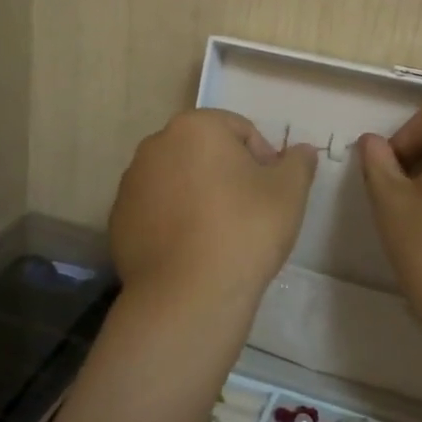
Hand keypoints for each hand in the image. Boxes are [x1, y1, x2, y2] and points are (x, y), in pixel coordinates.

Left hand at [108, 109, 318, 315]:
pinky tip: (191, 250)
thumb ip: (298, 163)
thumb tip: (302, 151)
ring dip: (198, 195)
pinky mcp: (118, 219)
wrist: (188, 295)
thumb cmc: (245, 230)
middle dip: (227, 174)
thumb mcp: (289, 192)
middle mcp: (155, 145)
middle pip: (204, 152)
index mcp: (195, 127)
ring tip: (219, 234)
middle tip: (249, 211)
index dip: (263, 159)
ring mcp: (131, 183)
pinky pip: (155, 210)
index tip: (272, 193)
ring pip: (177, 180)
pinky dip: (173, 221)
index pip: (240, 130)